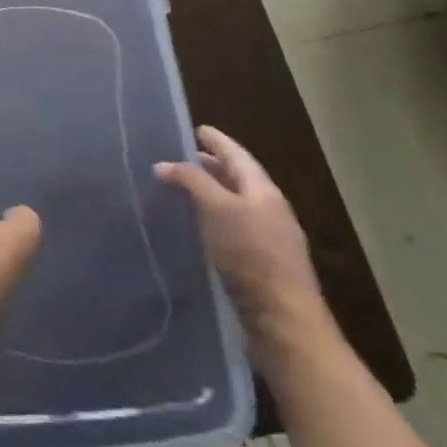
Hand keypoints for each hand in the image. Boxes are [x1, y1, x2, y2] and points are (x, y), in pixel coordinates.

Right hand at [156, 126, 326, 350]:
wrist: (282, 319)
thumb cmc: (250, 255)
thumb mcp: (217, 209)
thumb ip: (192, 181)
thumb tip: (164, 164)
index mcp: (263, 191)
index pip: (237, 155)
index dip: (217, 141)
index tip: (196, 128)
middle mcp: (268, 209)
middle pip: (237, 178)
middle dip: (211, 165)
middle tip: (181, 156)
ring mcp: (266, 237)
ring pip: (233, 203)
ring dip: (209, 192)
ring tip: (180, 188)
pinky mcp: (258, 262)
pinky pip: (230, 226)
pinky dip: (211, 216)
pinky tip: (194, 224)